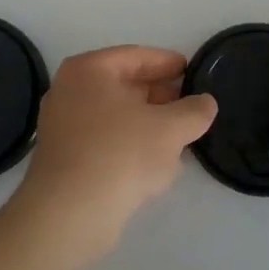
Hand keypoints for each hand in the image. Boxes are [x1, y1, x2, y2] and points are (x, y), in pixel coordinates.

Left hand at [11, 46, 216, 261]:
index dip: (167, 63)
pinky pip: (104, 139)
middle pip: (123, 84)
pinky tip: (154, 161)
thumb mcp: (169, 129)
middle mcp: (69, 89)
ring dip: (146, 122)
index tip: (190, 70)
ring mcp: (62, 124)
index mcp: (88, 69)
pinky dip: (129, 142)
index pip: (135, 56)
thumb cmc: (120, 154)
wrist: (70, 213)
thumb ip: (193, 111)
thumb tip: (206, 102)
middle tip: (188, 104)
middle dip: (158, 95)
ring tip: (178, 134)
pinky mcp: (64, 156)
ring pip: (114, 114)